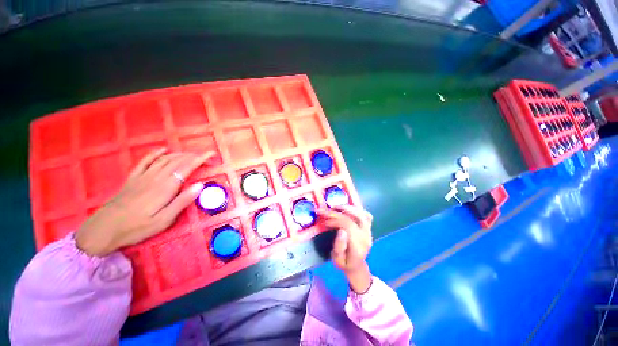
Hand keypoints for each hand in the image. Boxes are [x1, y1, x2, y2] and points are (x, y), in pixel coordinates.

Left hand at [75, 148, 213, 256]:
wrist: (104, 229)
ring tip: (191, 154)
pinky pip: (145, 161)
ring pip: (164, 159)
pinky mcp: (133, 178)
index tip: (211, 154)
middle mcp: (156, 177)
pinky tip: (163, 150)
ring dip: (179, 154)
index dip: (200, 159)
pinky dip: (155, 153)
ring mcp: (143, 176)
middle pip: (177, 161)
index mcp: (165, 187)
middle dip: (193, 156)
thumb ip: (182, 201)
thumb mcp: (164, 220)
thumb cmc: (137, 227)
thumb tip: (200, 185)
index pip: (187, 168)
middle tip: (204, 156)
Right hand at [317, 206, 373, 292]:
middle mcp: (366, 236)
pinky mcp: (369, 227)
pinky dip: (358, 209)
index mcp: (358, 246)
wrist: (356, 265)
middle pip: (353, 218)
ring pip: (361, 214)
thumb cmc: (344, 263)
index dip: (335, 221)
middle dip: (337, 212)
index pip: (348, 227)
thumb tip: (341, 231)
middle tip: (325, 210)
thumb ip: (339, 247)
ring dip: (347, 208)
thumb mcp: (337, 260)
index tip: (324, 221)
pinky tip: (348, 208)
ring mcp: (369, 231)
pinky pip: (367, 215)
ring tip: (335, 207)